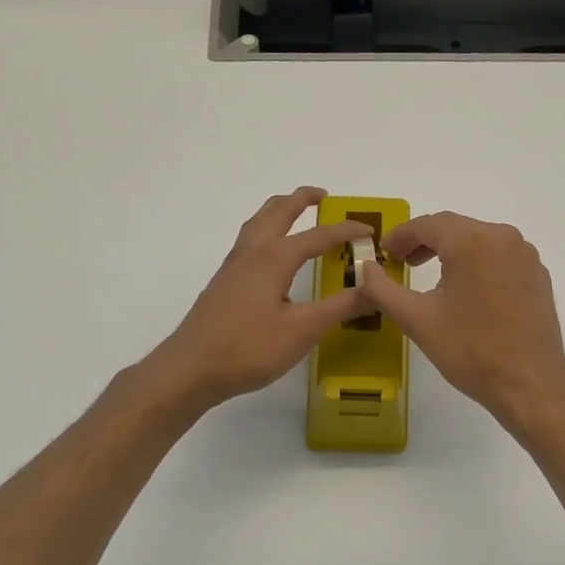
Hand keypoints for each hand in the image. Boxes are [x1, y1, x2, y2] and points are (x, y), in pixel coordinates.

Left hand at [146, 187, 371, 414]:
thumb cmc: (249, 347)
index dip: (346, 231)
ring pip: (259, 222)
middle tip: (324, 196)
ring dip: (280, 210)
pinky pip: (250, 239)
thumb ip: (339, 307)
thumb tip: (373, 289)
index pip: (318, 235)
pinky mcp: (225, 281)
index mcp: (274, 257)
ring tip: (297, 212)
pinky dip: (267, 229)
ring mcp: (234, 265)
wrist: (191, 368)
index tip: (369, 230)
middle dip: (302, 199)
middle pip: (278, 211)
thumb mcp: (303, 330)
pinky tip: (272, 253)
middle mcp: (253, 251)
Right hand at [357, 211, 564, 430]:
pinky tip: (467, 290)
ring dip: (452, 251)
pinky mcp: (538, 275)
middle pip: (456, 228)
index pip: (429, 224)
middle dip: (425, 241)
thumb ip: (383, 289)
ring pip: (480, 240)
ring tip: (431, 276)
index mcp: (473, 242)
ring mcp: (525, 256)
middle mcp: (503, 238)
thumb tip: (365, 268)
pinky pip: (500, 257)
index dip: (402, 235)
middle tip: (401, 262)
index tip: (384, 252)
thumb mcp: (418, 320)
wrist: (531, 385)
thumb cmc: (471, 351)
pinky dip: (478, 263)